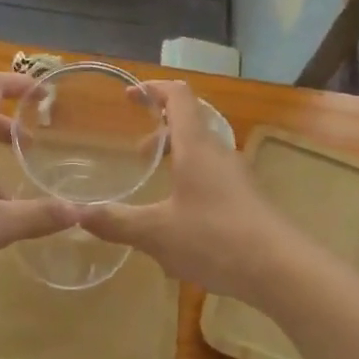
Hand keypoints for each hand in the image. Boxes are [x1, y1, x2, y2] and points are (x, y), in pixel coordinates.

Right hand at [76, 81, 305, 302]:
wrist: (281, 269)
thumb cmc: (215, 238)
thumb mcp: (156, 233)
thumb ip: (116, 222)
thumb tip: (77, 214)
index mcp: (196, 145)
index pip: (178, 96)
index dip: (152, 89)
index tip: (128, 96)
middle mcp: (219, 151)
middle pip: (191, 122)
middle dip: (161, 128)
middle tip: (137, 151)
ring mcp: (238, 175)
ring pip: (203, 151)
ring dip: (178, 156)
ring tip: (157, 184)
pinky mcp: (248, 199)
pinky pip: (215, 176)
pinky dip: (192, 180)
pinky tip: (182, 219)